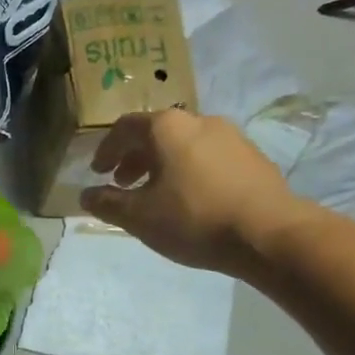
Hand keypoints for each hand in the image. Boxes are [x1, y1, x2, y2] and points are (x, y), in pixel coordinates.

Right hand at [80, 110, 319, 283]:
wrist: (269, 234)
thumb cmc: (194, 219)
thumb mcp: (139, 217)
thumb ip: (108, 203)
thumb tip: (85, 196)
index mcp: (167, 127)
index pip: (125, 128)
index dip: (106, 150)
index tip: (98, 172)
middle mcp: (199, 120)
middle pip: (156, 133)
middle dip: (134, 157)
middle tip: (123, 183)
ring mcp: (231, 136)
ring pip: (184, 144)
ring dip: (162, 165)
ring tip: (156, 195)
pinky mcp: (252, 157)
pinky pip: (208, 157)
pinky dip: (189, 171)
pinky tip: (190, 200)